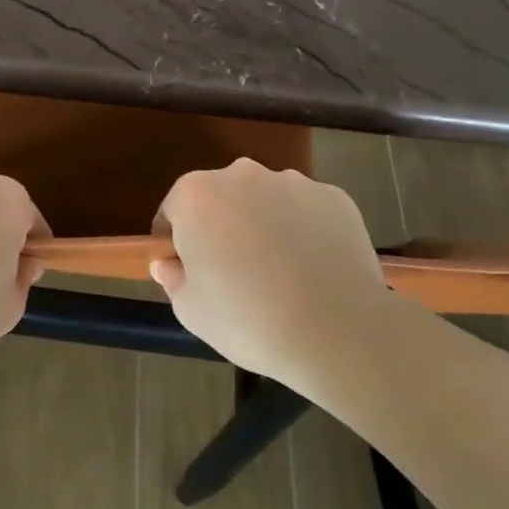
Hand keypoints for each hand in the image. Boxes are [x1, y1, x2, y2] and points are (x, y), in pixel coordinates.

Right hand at [150, 159, 391, 386]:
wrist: (340, 333)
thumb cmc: (248, 319)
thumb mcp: (191, 310)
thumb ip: (172, 278)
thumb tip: (168, 263)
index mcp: (196, 195)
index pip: (173, 211)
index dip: (175, 242)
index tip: (187, 270)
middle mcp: (241, 175)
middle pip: (219, 199)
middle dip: (220, 227)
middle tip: (233, 272)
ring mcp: (292, 182)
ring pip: (265, 201)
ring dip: (263, 224)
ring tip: (279, 272)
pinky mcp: (334, 197)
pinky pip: (306, 210)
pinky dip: (303, 230)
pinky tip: (312, 267)